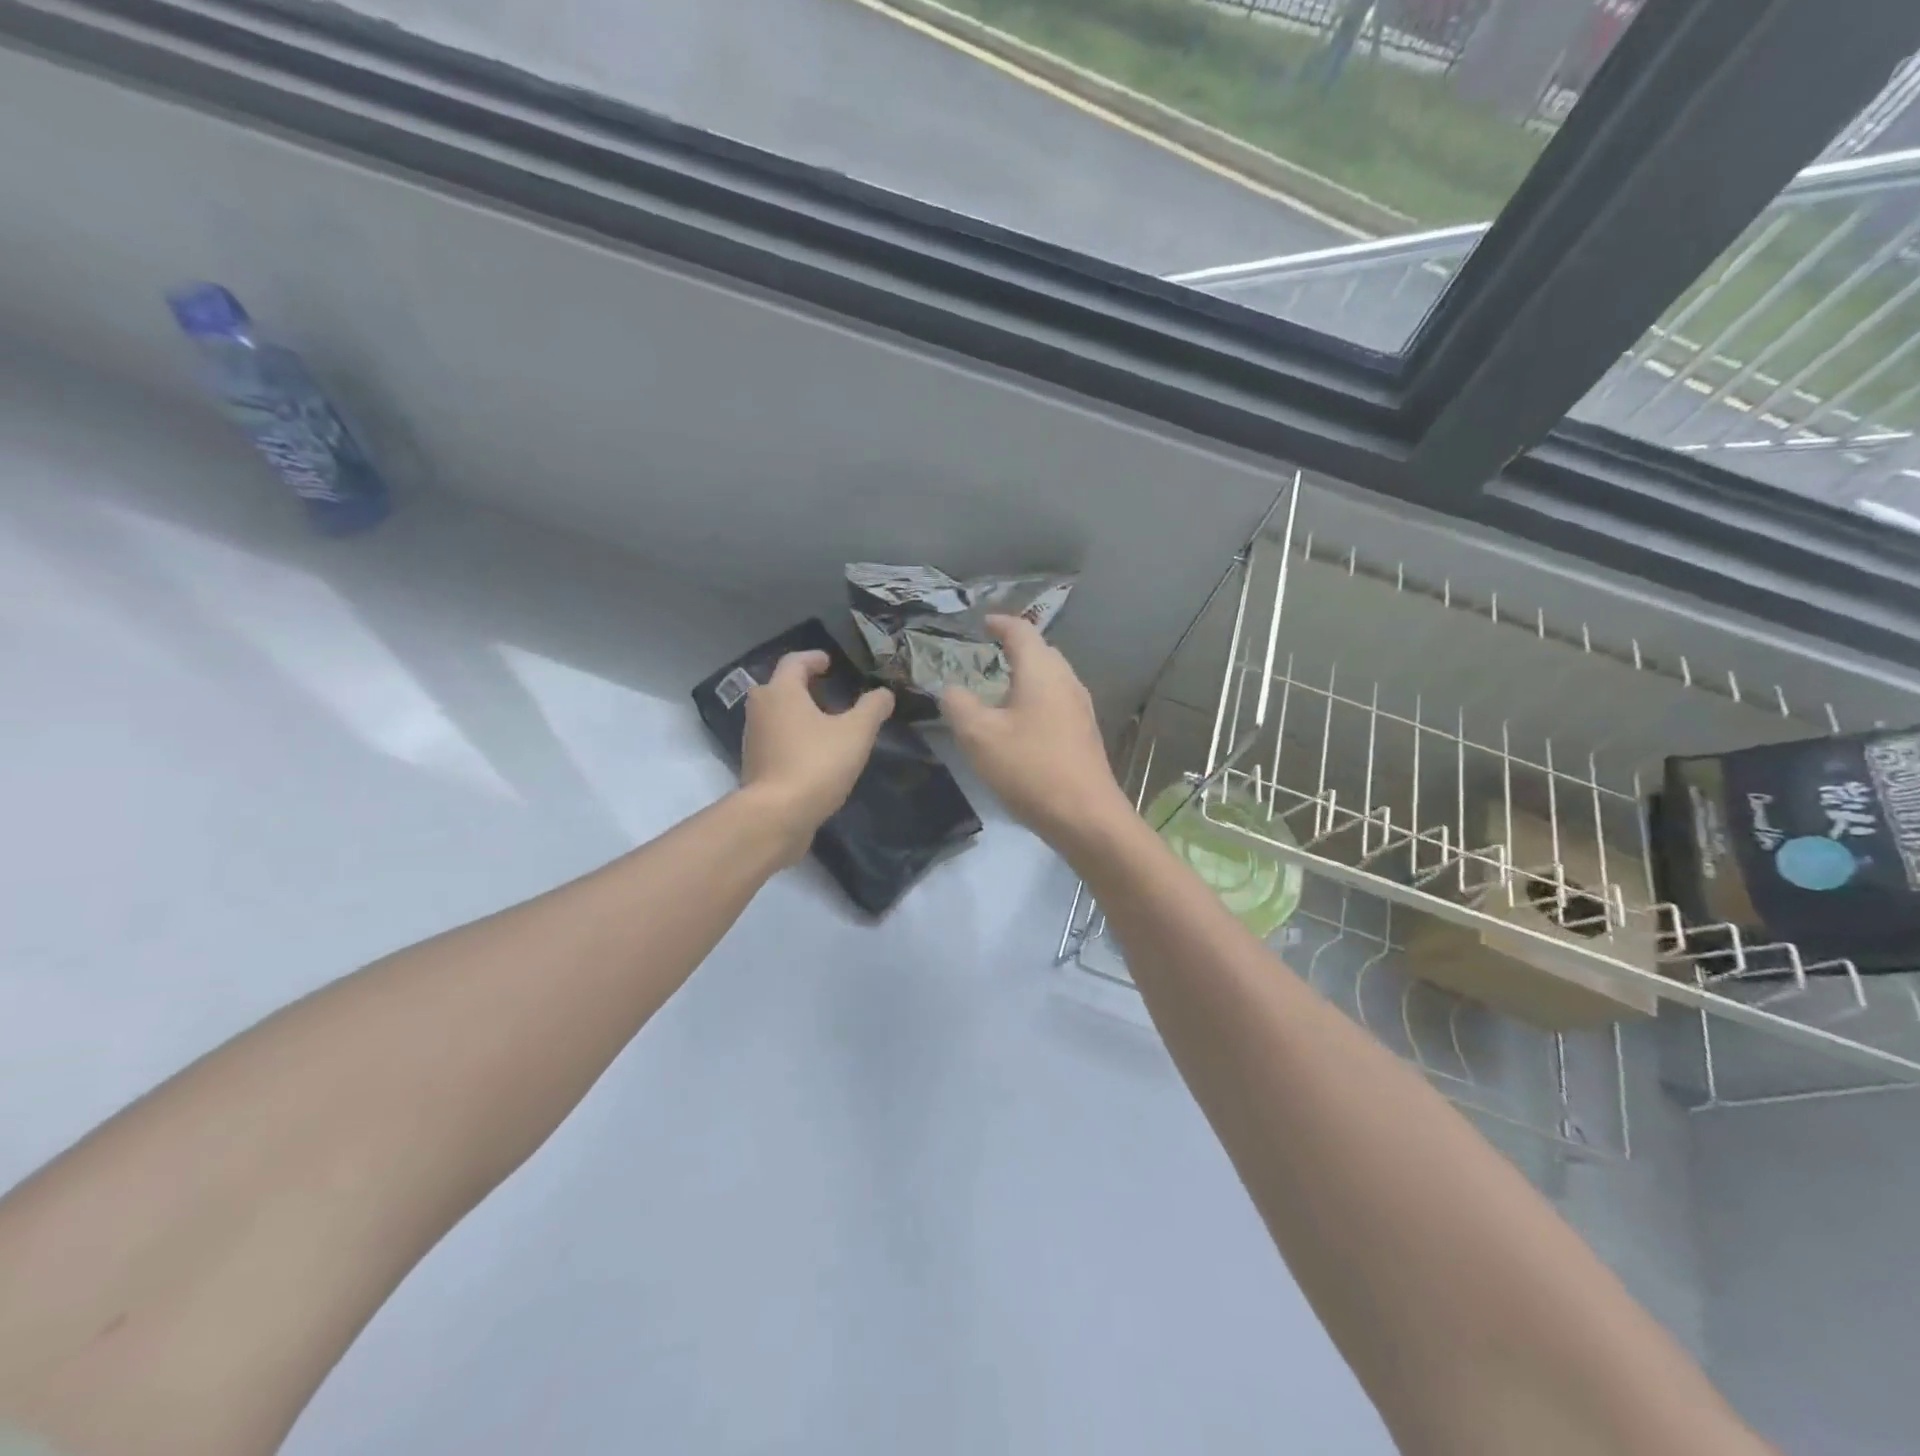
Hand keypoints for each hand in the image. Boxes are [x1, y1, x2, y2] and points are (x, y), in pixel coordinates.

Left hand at [741, 651, 893, 861]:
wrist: (777, 815)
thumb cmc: (816, 763)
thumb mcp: (856, 733)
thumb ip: (872, 708)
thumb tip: (884, 694)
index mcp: (781, 691)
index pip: (795, 661)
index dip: (814, 658)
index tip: (830, 662)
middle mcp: (760, 708)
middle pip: (781, 686)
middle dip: (804, 685)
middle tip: (829, 691)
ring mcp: (752, 737)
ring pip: (776, 713)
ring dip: (798, 712)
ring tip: (825, 722)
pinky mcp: (754, 764)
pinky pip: (775, 738)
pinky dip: (793, 736)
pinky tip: (813, 752)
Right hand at [940, 615, 1132, 850]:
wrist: (1085, 815)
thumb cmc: (1029, 767)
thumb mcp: (978, 735)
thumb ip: (958, 704)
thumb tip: (951, 689)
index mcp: (1042, 671)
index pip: (1021, 632)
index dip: (1000, 623)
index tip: (983, 622)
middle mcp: (1067, 680)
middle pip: (1041, 652)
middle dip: (1015, 648)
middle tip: (987, 656)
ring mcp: (1081, 708)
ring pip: (1051, 678)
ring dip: (1026, 676)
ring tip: (999, 690)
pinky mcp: (1084, 733)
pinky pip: (1057, 702)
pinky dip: (1036, 699)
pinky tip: (1020, 723)